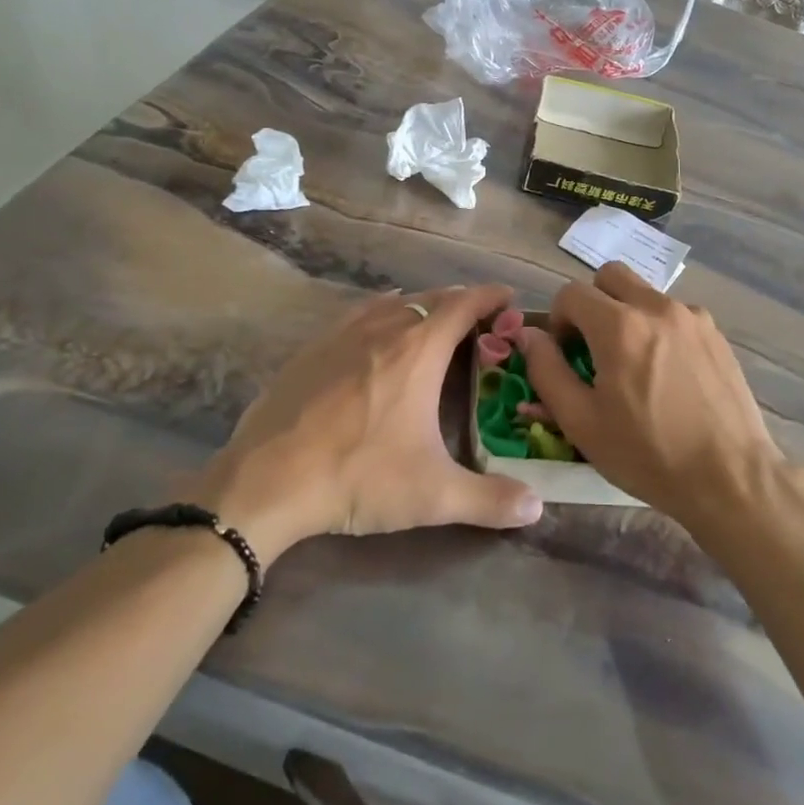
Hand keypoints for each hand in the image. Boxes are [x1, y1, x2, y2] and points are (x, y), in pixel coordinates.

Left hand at [185, 285, 542, 567]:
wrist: (266, 480)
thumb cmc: (358, 476)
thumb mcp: (432, 495)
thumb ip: (489, 500)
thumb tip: (537, 507)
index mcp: (419, 350)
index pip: (464, 305)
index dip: (490, 296)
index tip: (510, 297)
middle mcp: (385, 329)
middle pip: (431, 298)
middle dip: (460, 302)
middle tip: (480, 320)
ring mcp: (343, 335)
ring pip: (393, 303)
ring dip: (421, 306)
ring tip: (434, 323)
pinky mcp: (312, 349)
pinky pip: (358, 315)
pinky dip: (382, 314)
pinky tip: (377, 335)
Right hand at [519, 263, 783, 527]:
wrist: (730, 477)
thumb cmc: (648, 455)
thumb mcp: (581, 422)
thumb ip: (547, 371)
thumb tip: (530, 336)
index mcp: (619, 325)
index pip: (571, 293)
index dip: (558, 320)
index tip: (565, 354)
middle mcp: (656, 307)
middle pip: (610, 276)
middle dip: (592, 303)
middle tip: (593, 346)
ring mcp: (692, 316)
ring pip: (645, 293)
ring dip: (627, 314)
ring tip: (634, 365)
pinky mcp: (716, 333)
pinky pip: (675, 314)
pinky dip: (659, 329)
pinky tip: (668, 374)